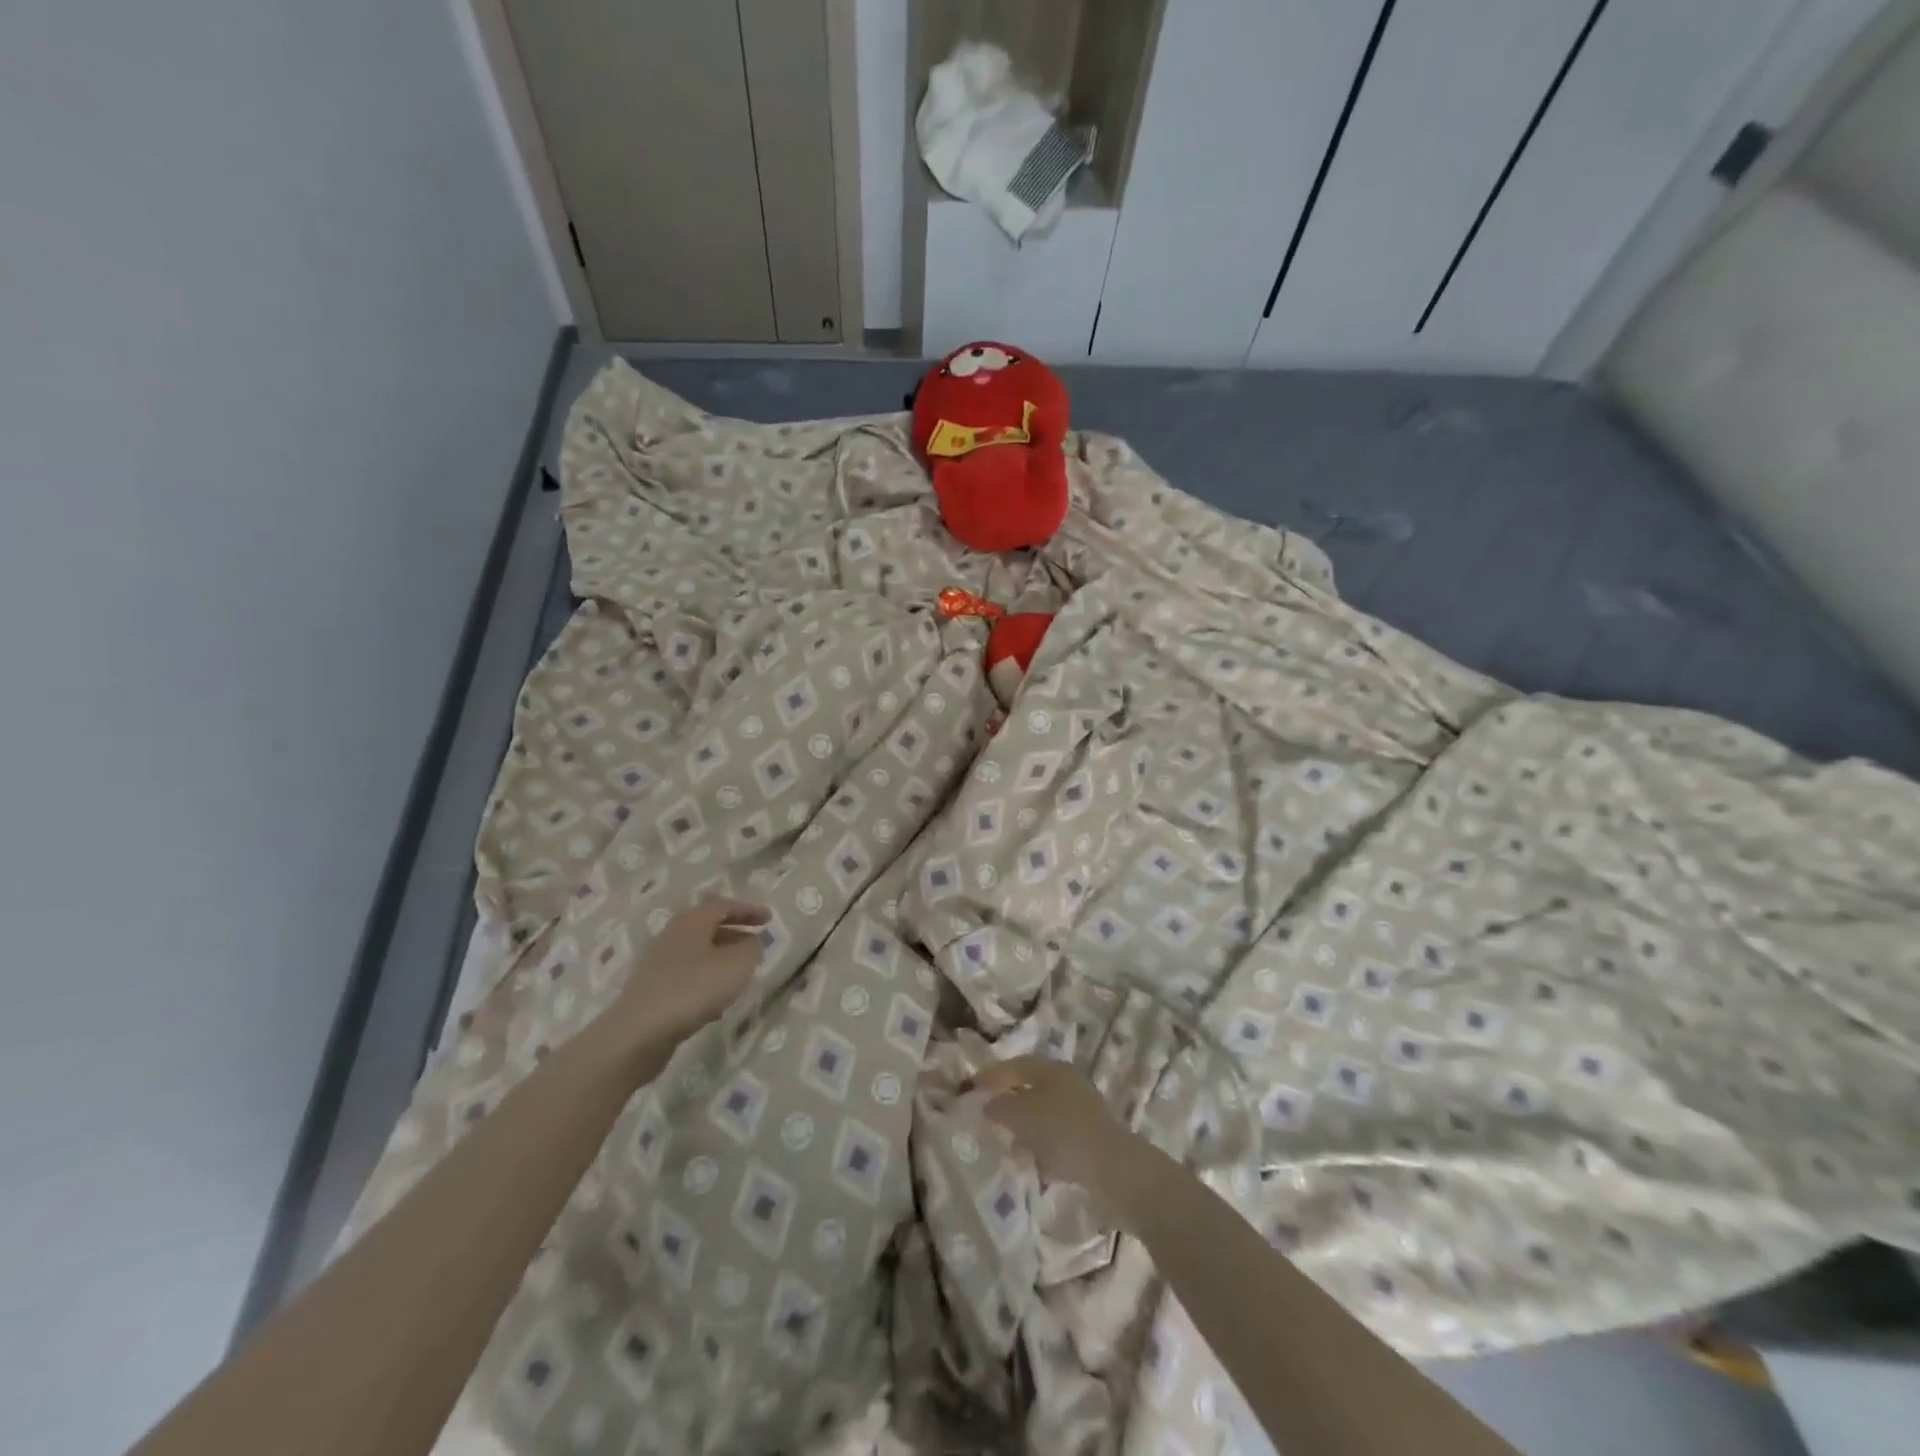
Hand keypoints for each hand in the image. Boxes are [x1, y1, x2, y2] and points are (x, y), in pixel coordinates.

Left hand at [603, 898, 769, 1050]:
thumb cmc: (693, 990)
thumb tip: (752, 942)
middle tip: (755, 941)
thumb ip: (752, 949)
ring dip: (721, 956)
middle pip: (707, 925)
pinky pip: (686, 975)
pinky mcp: (652, 989)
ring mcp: (658, 963)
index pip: (724, 905)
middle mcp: (672, 935)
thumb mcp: (737, 966)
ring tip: (741, 972)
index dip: (748, 910)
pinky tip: (717, 1001)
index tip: (769, 919)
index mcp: (692, 921)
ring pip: (697, 951)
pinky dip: (706, 978)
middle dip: (734, 931)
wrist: (638, 1034)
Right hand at [972, 1055, 1141, 1201]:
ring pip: (1045, 1112)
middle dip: (1009, 1100)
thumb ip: (1001, 1107)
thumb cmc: (1064, 1132)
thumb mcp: (1024, 1116)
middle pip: (1031, 1087)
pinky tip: (1035, 1164)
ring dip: (1026, 1126)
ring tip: (1008, 1144)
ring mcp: (1082, 1110)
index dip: (991, 1075)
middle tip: (988, 1114)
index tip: (970, 1086)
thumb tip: (989, 1104)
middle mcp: (1068, 1083)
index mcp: (1052, 1070)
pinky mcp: (1090, 1137)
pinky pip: (1058, 1136)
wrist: (1114, 1168)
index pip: (1015, 1065)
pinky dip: (1043, 1145)